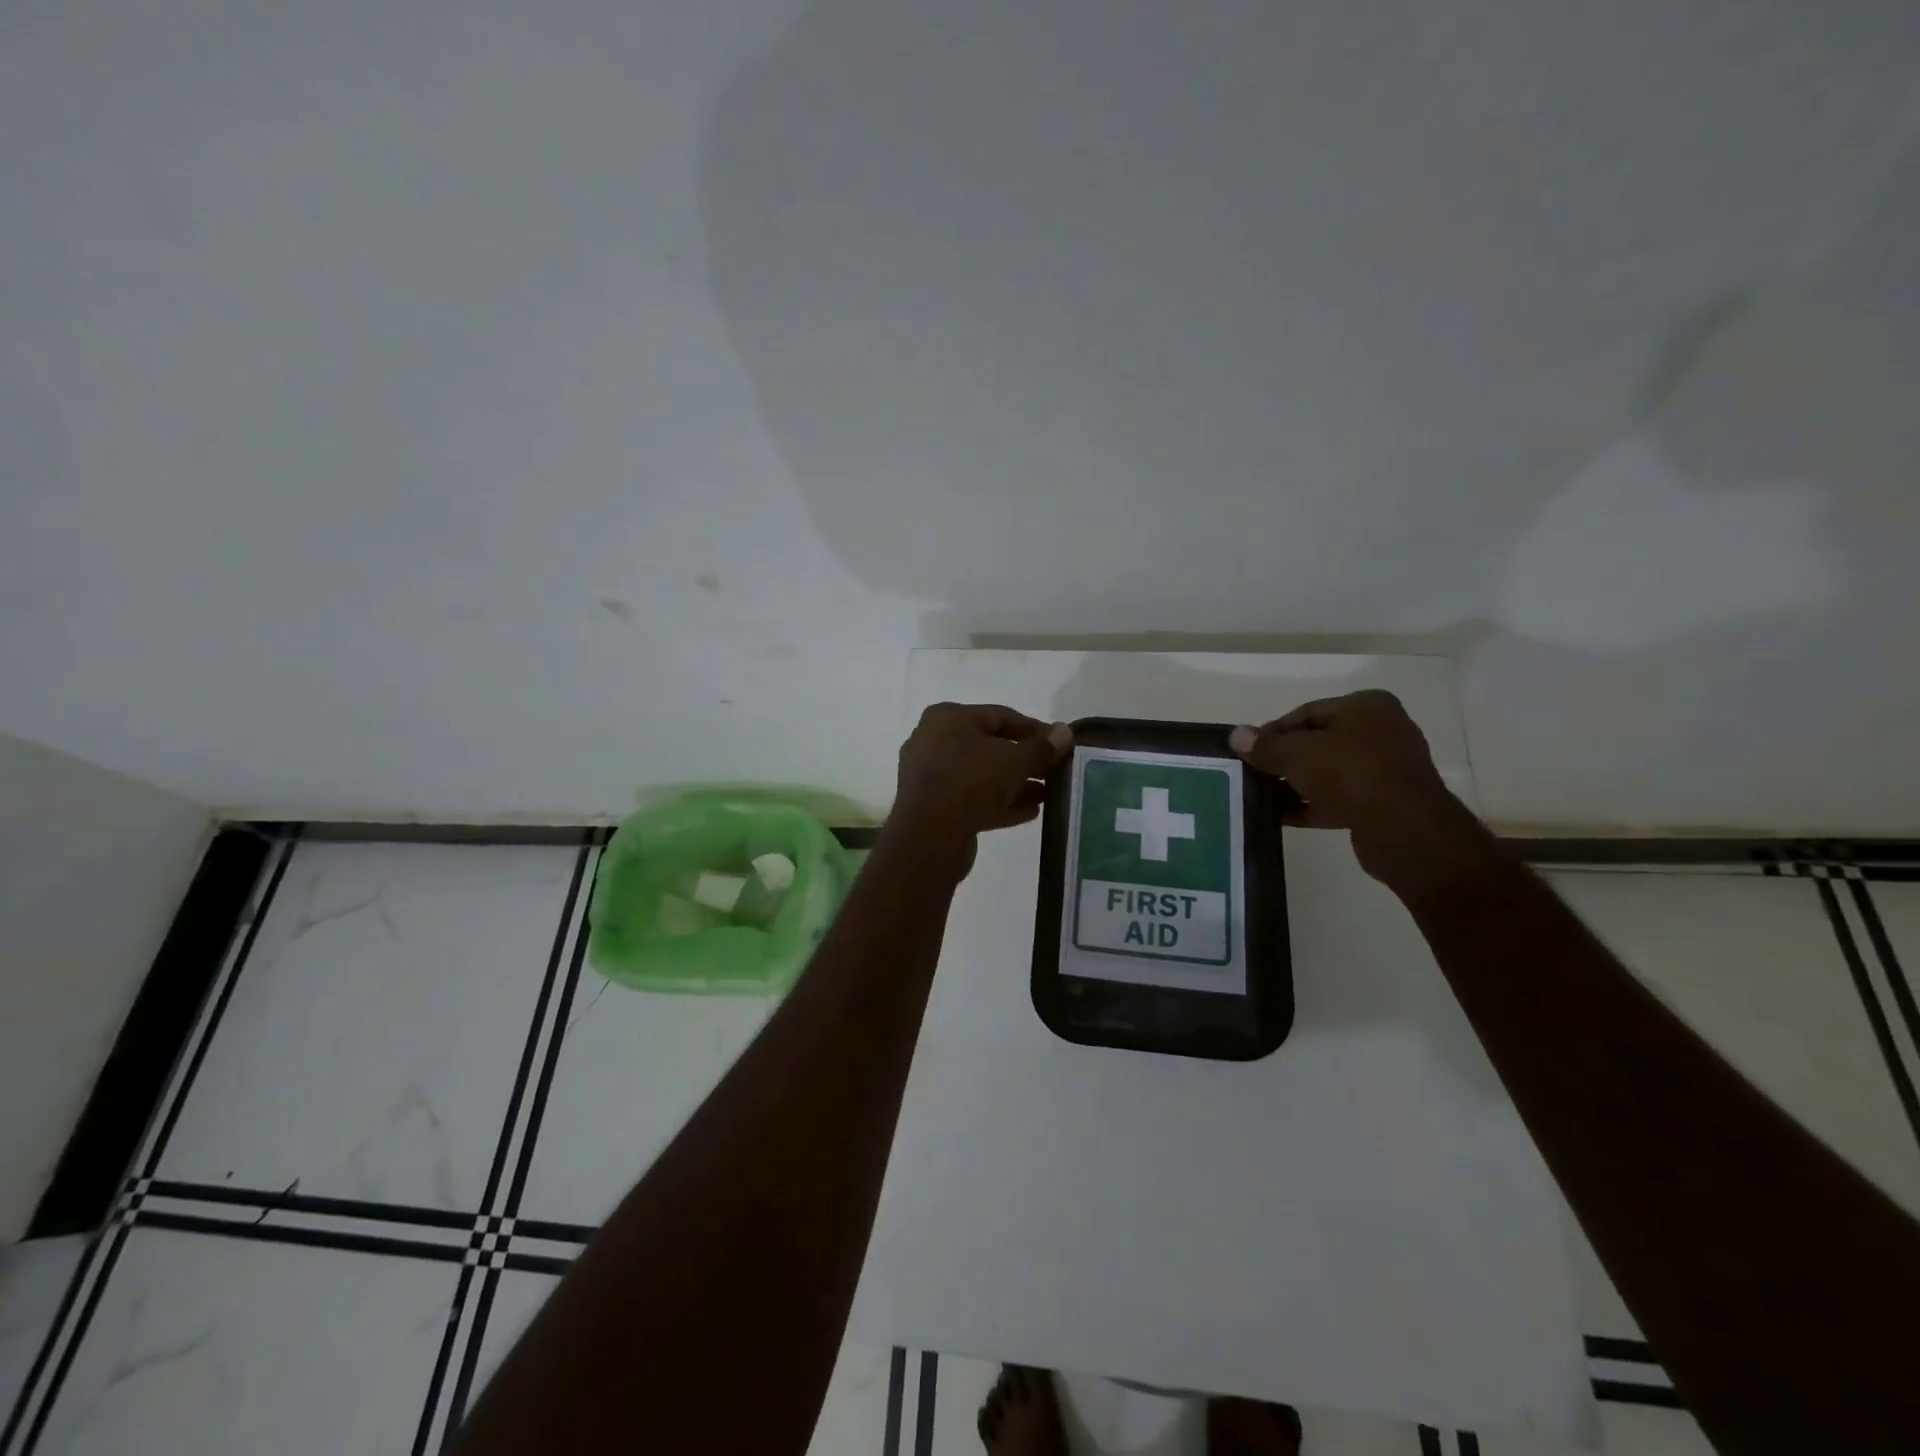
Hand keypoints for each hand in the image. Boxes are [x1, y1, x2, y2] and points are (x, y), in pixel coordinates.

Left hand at [886, 703, 1072, 869]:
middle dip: (1025, 760)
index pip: (1000, 716)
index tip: (1060, 744)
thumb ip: (1042, 747)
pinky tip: (1030, 812)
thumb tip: (1064, 732)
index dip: (1034, 729)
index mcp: (948, 718)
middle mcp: (933, 741)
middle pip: (989, 746)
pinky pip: (971, 798)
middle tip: (1055, 772)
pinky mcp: (932, 806)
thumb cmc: (971, 783)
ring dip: (1015, 784)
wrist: (928, 837)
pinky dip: (999, 803)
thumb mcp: (1014, 761)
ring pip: (981, 775)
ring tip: (1048, 794)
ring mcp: (930, 776)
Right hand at [1229, 690, 1487, 891]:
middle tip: (1254, 774)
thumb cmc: (1351, 775)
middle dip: (1284, 760)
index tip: (1248, 752)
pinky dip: (1312, 805)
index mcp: (1366, 707)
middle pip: (1318, 742)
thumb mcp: (1298, 754)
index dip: (1273, 732)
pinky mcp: (1385, 802)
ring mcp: (1387, 768)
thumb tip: (1236, 735)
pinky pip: (1340, 798)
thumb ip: (1266, 745)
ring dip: (1296, 785)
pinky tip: (1282, 817)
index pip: (1306, 713)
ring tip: (1262, 797)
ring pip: (1328, 772)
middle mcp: (1382, 731)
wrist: (1404, 830)